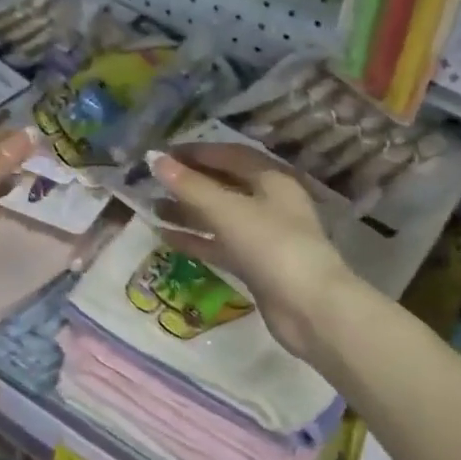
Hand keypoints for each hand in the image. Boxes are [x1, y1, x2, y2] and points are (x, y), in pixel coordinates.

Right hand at [150, 144, 352, 362]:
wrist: (309, 307)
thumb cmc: (271, 246)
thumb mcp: (227, 210)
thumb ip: (189, 185)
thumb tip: (152, 158)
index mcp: (272, 179)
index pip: (230, 155)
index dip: (196, 152)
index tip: (161, 154)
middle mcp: (269, 203)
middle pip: (224, 185)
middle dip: (189, 182)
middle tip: (151, 182)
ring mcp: (263, 236)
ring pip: (219, 216)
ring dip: (187, 211)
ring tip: (151, 208)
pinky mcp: (255, 265)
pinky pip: (219, 245)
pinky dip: (195, 239)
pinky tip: (164, 237)